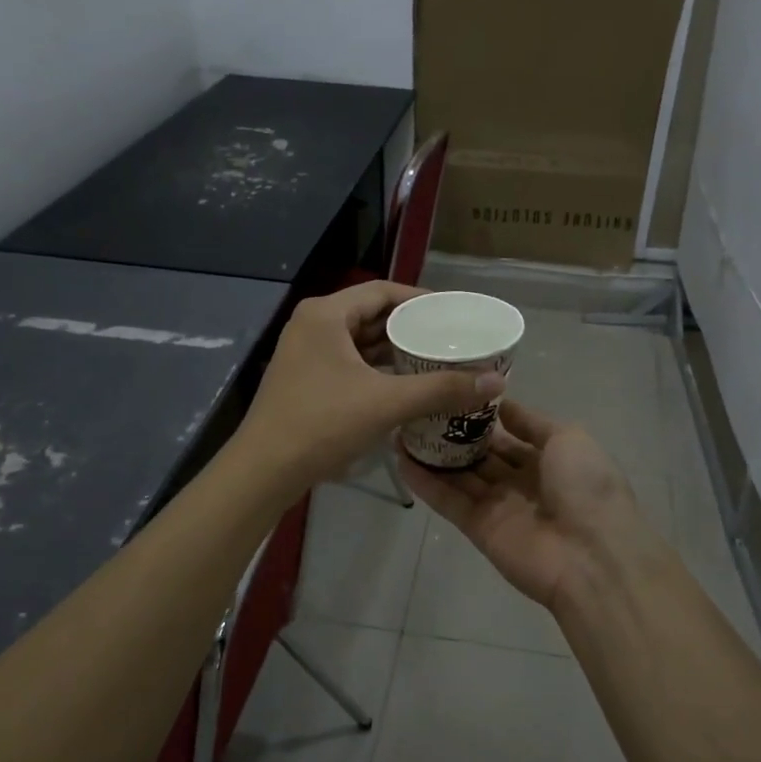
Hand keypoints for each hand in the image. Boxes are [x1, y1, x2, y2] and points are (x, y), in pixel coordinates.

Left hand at [237, 282, 505, 492]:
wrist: (265, 470)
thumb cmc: (323, 424)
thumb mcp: (387, 403)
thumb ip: (442, 389)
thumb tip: (495, 382)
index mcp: (325, 315)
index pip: (382, 291)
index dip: (419, 299)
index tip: (452, 313)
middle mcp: (312, 326)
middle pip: (371, 315)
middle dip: (410, 327)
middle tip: (449, 338)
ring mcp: (305, 354)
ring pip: (360, 343)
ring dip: (394, 351)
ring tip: (435, 360)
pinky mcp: (305, 380)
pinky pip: (349, 364)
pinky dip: (377, 370)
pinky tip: (404, 385)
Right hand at [399, 399, 658, 611]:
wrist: (591, 556)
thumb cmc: (587, 487)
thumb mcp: (569, 438)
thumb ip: (533, 423)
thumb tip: (503, 406)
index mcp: (551, 459)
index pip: (511, 434)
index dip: (485, 415)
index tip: (454, 390)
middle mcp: (523, 481)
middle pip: (483, 454)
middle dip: (455, 432)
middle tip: (420, 405)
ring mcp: (499, 506)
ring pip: (461, 475)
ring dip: (434, 454)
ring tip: (401, 426)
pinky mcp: (478, 528)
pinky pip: (449, 500)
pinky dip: (425, 482)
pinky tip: (400, 458)